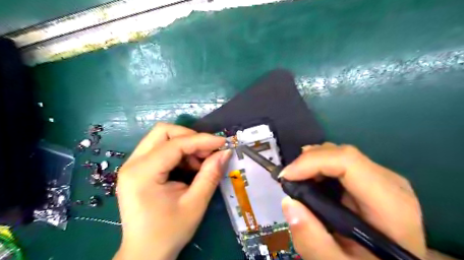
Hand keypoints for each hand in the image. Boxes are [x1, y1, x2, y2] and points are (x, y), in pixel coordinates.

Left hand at [114, 123, 229, 259]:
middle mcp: (133, 163)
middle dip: (190, 137)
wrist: (145, 253)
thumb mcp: (195, 204)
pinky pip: (160, 149)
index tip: (223, 142)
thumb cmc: (169, 232)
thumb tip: (225, 152)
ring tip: (199, 163)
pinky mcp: (137, 169)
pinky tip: (189, 167)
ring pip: (162, 137)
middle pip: (163, 131)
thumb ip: (210, 174)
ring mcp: (133, 165)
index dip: (202, 140)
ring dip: (185, 144)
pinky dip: (178, 152)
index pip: (175, 144)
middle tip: (207, 152)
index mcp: (143, 173)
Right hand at [279, 143, 426, 259]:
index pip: (348, 161)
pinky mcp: (372, 178)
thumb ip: (312, 241)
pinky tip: (311, 181)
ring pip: (339, 154)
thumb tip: (288, 202)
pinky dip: (319, 166)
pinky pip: (340, 161)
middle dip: (308, 162)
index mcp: (390, 204)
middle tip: (288, 180)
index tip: (286, 177)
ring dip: (312, 163)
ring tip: (297, 181)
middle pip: (342, 154)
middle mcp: (390, 182)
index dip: (312, 162)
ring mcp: (382, 178)